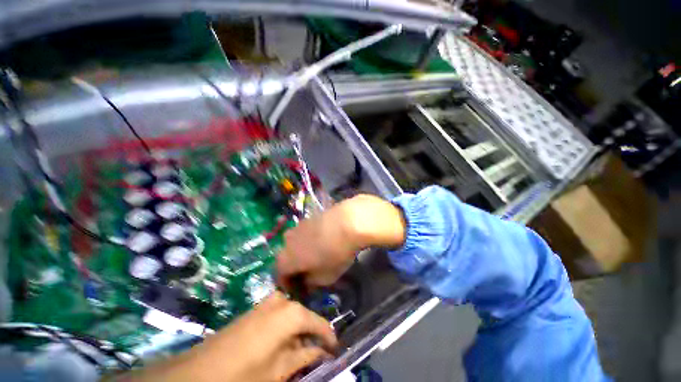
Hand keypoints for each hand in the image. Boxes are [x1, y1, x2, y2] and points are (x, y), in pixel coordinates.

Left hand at [116, 292, 336, 381]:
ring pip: (292, 317)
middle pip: (305, 318)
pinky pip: (278, 317)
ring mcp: (268, 302)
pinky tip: (282, 347)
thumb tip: (323, 352)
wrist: (198, 371)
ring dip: (297, 335)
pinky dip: (284, 331)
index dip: (328, 337)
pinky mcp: (256, 309)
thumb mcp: (278, 370)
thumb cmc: (244, 374)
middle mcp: (282, 300)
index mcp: (291, 312)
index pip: (319, 323)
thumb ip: (304, 357)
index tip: (336, 350)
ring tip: (299, 353)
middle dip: (311, 337)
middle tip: (316, 354)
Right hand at [277, 194, 406, 288]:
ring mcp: (297, 227)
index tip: (298, 289)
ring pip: (294, 244)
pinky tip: (321, 242)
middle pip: (286, 258)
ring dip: (301, 252)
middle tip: (307, 273)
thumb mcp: (325, 277)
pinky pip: (304, 233)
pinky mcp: (309, 218)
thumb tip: (307, 282)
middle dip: (294, 267)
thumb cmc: (335, 253)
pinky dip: (308, 240)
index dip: (288, 284)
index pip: (280, 275)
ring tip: (315, 256)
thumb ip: (311, 283)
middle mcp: (287, 242)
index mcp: (286, 259)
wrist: (347, 221)